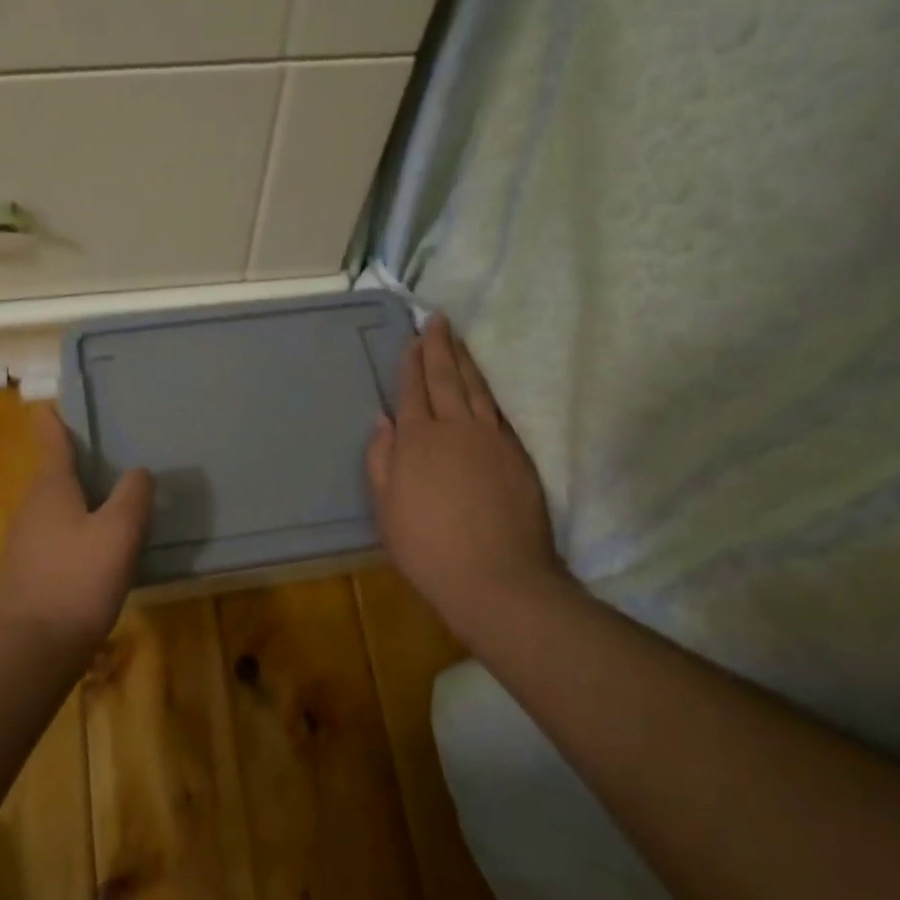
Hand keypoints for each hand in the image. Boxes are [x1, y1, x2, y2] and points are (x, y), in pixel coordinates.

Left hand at [0, 405, 154, 650]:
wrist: (33, 650)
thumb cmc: (79, 580)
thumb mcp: (119, 532)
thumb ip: (133, 495)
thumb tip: (138, 472)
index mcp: (51, 489)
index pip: (52, 442)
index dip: (55, 422)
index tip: (51, 404)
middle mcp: (30, 509)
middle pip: (54, 476)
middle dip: (76, 466)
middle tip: (109, 459)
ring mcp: (22, 543)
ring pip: (53, 510)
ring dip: (77, 502)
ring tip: (110, 505)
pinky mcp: (24, 574)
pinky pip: (52, 539)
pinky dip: (72, 533)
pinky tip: (95, 553)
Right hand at [366, 314, 564, 641]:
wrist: (497, 578)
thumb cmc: (428, 547)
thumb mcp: (386, 508)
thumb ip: (381, 459)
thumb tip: (382, 419)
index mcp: (418, 439)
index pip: (413, 390)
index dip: (412, 362)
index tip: (413, 338)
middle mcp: (456, 428)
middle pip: (446, 378)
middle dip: (440, 347)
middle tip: (439, 321)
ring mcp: (492, 439)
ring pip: (477, 388)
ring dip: (466, 361)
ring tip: (459, 340)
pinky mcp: (518, 454)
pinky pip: (498, 411)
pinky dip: (488, 391)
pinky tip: (484, 385)